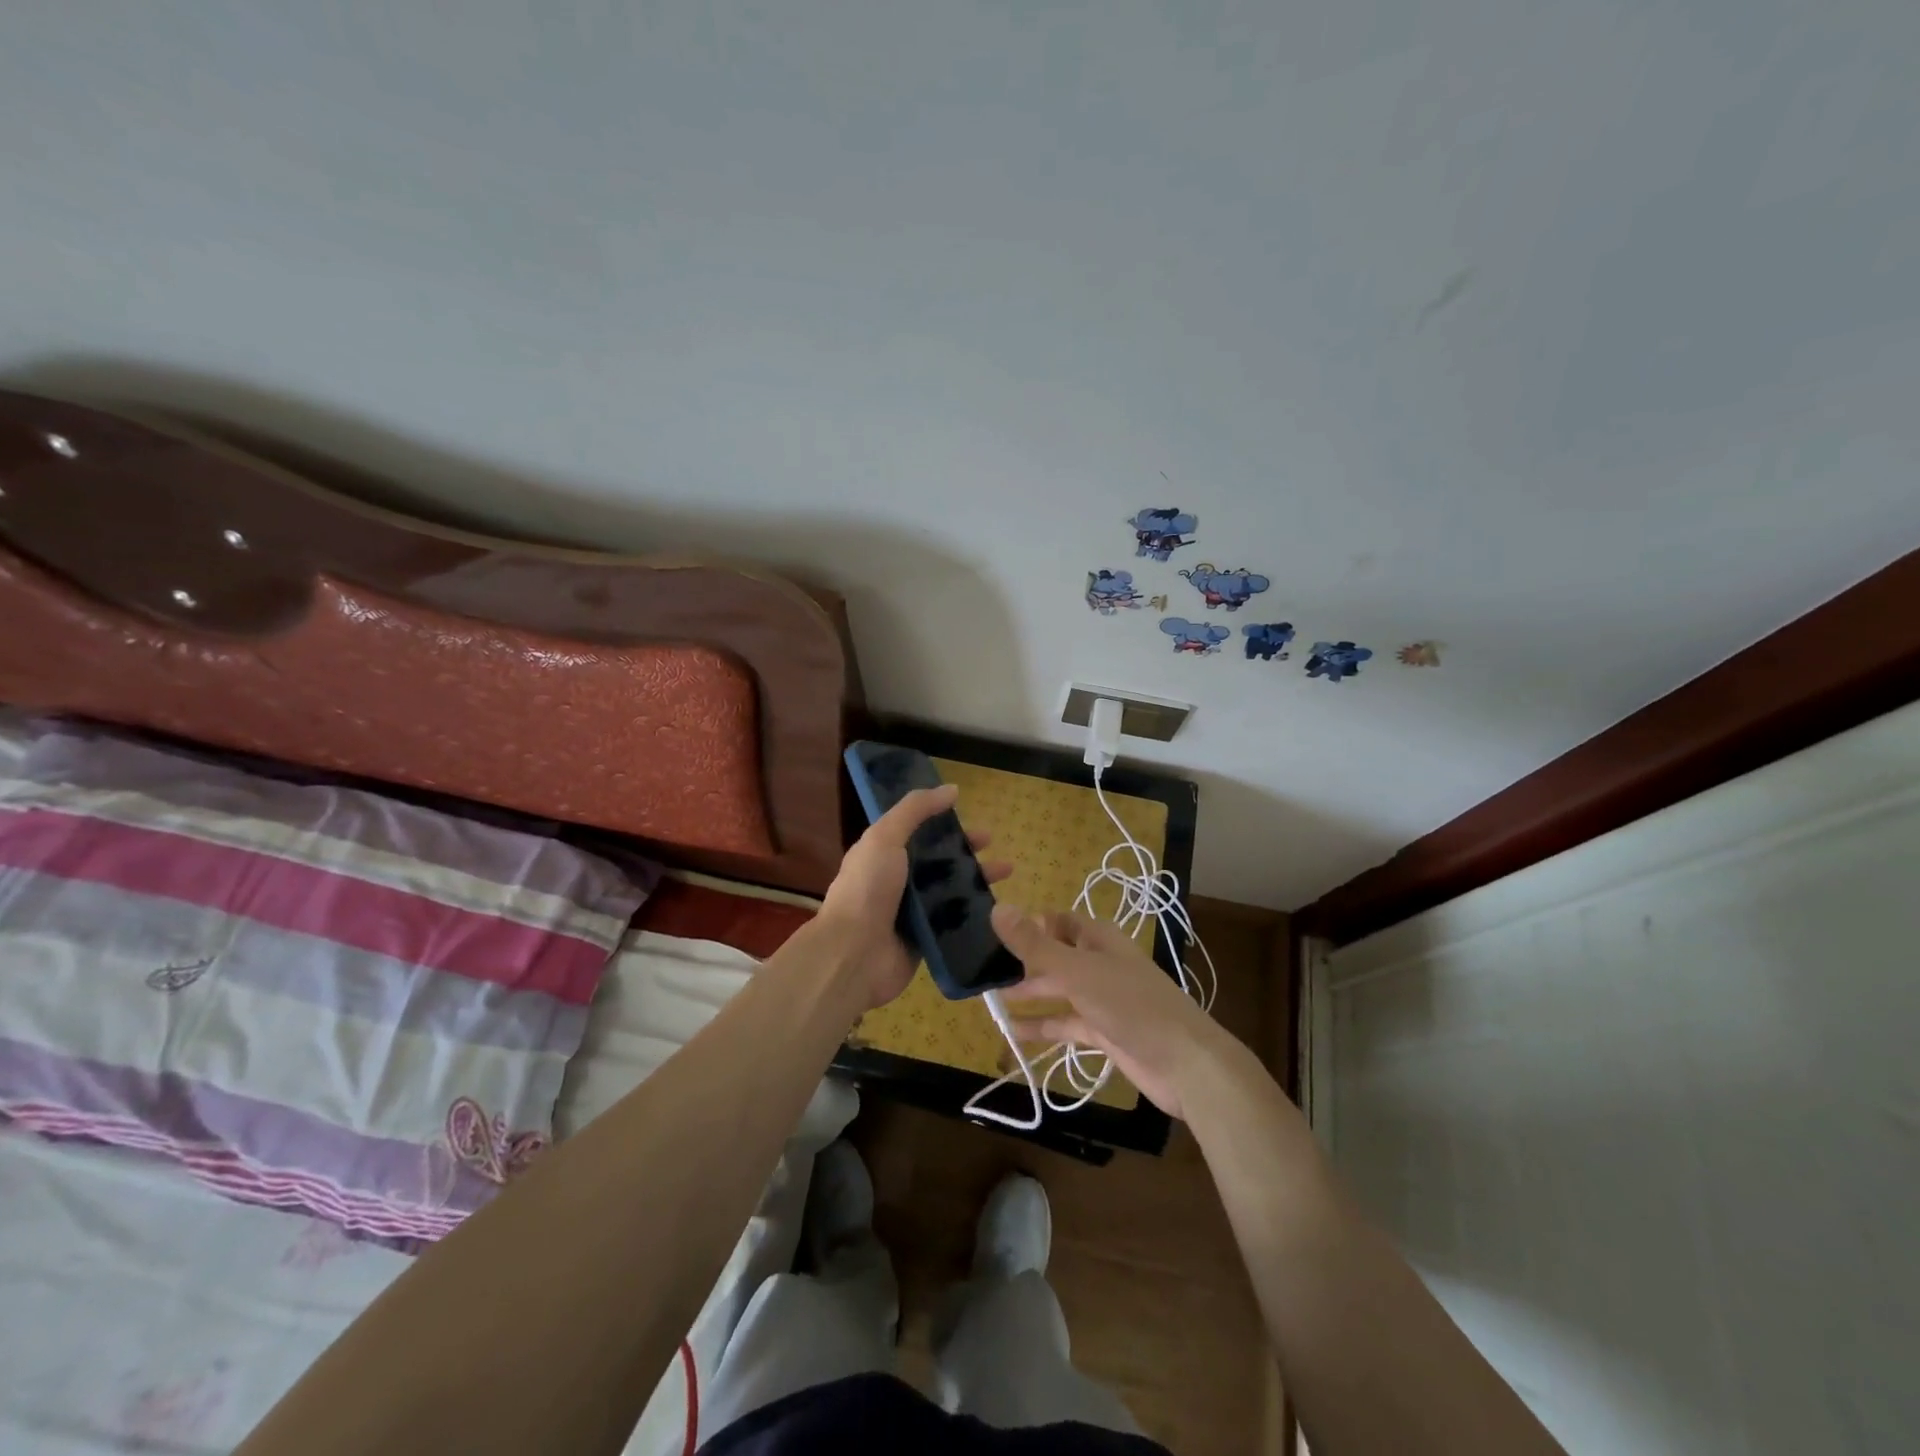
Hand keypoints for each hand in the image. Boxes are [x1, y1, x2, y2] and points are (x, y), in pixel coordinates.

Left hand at [818, 783, 1011, 1010]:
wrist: (854, 955)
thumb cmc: (867, 890)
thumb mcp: (885, 838)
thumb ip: (915, 810)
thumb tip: (951, 789)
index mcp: (883, 853)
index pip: (917, 832)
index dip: (943, 822)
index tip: (969, 816)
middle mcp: (897, 880)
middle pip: (939, 860)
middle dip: (966, 851)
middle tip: (994, 846)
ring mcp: (912, 912)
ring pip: (950, 890)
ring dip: (976, 880)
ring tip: (1006, 873)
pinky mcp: (926, 939)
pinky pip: (954, 921)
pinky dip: (974, 913)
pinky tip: (998, 907)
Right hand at [991, 905, 1229, 1120]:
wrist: (1186, 1063)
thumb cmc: (1131, 1005)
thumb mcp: (1077, 971)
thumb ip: (1035, 945)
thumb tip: (997, 908)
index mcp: (1098, 939)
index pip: (1058, 921)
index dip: (1030, 924)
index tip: (992, 932)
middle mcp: (1099, 963)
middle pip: (1055, 956)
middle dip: (1023, 962)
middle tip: (981, 969)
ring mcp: (1103, 999)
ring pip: (1058, 991)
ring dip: (1029, 994)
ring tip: (990, 998)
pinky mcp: (1104, 1032)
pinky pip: (1066, 1024)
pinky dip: (1042, 1026)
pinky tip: (1013, 1033)